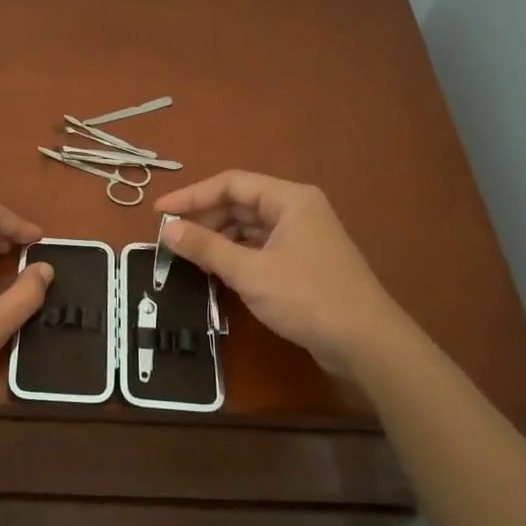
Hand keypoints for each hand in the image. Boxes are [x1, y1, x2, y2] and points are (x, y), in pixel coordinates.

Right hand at [155, 171, 403, 376]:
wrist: (366, 342)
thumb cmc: (307, 297)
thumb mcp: (250, 272)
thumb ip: (206, 247)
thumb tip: (167, 229)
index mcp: (289, 199)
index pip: (231, 183)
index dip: (192, 195)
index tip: (159, 212)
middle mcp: (297, 209)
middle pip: (241, 203)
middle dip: (205, 218)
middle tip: (171, 239)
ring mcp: (303, 236)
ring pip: (250, 227)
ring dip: (219, 238)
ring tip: (190, 257)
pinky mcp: (304, 262)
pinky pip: (261, 247)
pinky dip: (237, 255)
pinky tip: (218, 271)